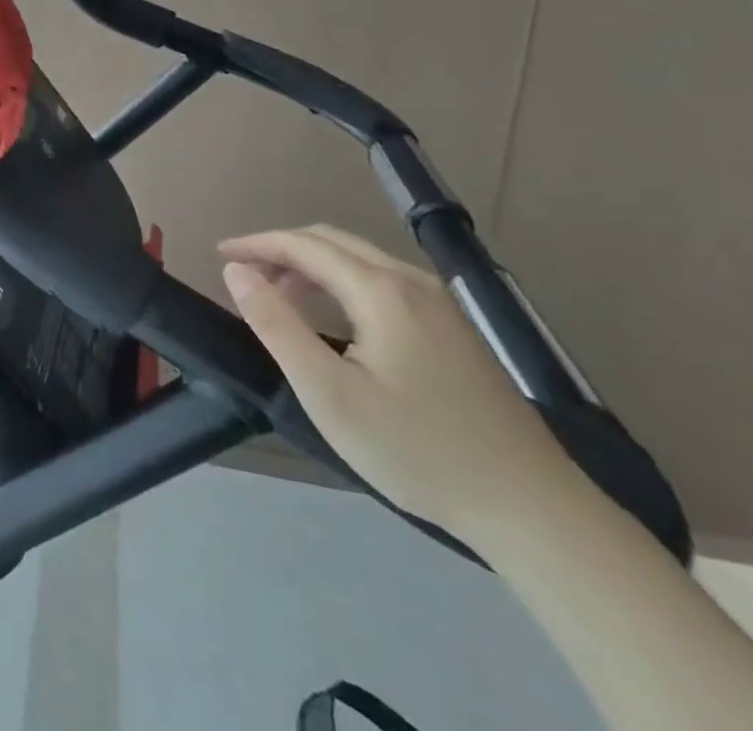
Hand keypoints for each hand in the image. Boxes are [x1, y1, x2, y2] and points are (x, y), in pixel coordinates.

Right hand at [220, 225, 579, 541]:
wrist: (533, 510)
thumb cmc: (417, 451)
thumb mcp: (329, 393)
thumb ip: (277, 324)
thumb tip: (237, 270)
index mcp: (381, 290)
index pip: (304, 244)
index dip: (257, 243)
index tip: (220, 255)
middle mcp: (412, 282)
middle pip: (332, 242)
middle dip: (281, 249)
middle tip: (243, 273)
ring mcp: (440, 304)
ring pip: (359, 260)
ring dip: (311, 266)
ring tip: (277, 295)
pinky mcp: (454, 329)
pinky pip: (382, 281)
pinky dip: (341, 283)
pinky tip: (332, 317)